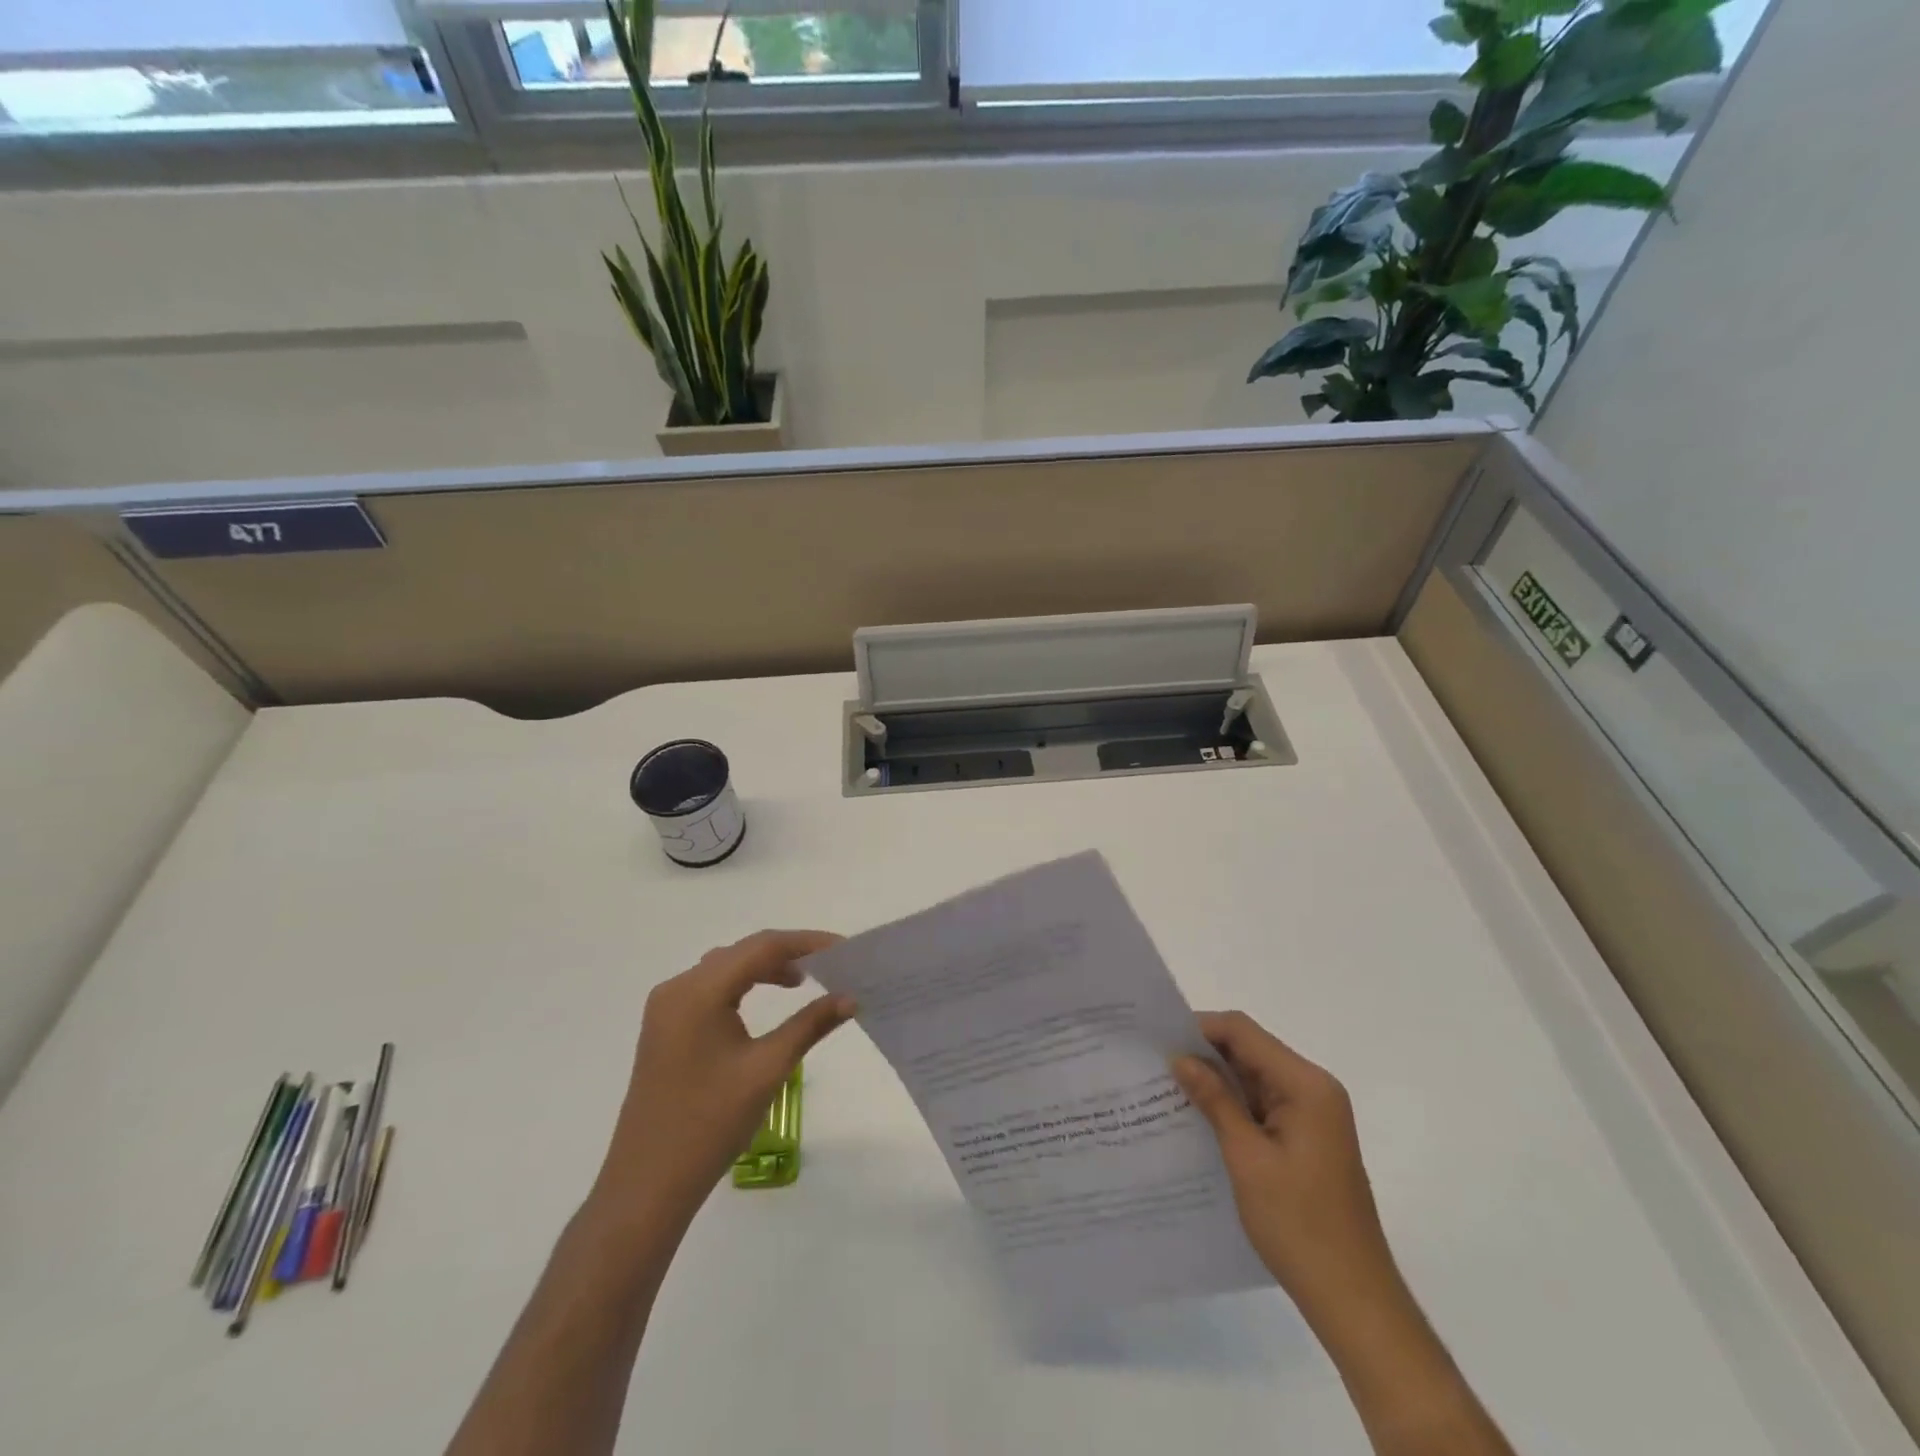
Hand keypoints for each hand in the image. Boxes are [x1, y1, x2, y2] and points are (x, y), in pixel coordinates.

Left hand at [592, 930, 856, 1227]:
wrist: (647, 1185)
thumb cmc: (710, 1124)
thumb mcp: (767, 1069)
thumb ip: (810, 1025)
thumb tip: (851, 997)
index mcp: (698, 991)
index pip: (761, 947)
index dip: (806, 942)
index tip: (844, 948)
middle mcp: (677, 988)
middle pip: (741, 953)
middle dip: (787, 954)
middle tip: (830, 966)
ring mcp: (666, 1008)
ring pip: (725, 969)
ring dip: (763, 969)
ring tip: (803, 982)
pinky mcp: (665, 1028)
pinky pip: (710, 989)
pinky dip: (742, 986)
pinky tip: (764, 1002)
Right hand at [1173, 1011, 1398, 1318]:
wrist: (1354, 1300)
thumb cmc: (1299, 1225)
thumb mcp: (1247, 1158)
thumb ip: (1215, 1100)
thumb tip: (1179, 1057)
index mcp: (1306, 1085)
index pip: (1244, 1032)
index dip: (1200, 1028)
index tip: (1158, 1039)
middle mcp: (1313, 1089)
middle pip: (1250, 1050)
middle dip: (1204, 1053)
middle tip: (1155, 1063)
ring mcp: (1313, 1115)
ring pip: (1253, 1077)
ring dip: (1216, 1080)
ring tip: (1167, 1087)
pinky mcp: (1306, 1138)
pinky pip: (1262, 1104)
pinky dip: (1231, 1105)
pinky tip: (1198, 1118)